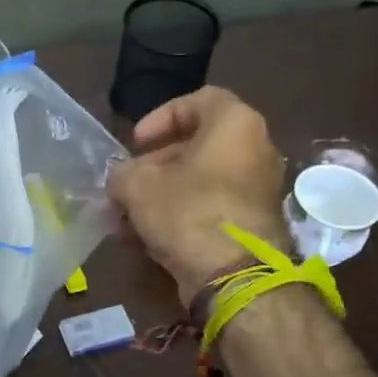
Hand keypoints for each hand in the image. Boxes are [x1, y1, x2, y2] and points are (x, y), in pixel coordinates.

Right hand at [108, 87, 289, 302]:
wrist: (234, 276)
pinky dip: (178, 216)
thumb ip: (121, 173)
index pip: (198, 100)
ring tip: (124, 218)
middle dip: (153, 167)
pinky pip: (209, 208)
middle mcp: (255, 150)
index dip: (160, 117)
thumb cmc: (187, 211)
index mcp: (235, 125)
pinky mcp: (251, 224)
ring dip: (159, 196)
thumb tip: (120, 179)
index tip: (135, 143)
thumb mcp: (137, 186)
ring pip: (199, 182)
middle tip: (125, 185)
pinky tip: (144, 239)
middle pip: (196, 147)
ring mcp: (256, 190)